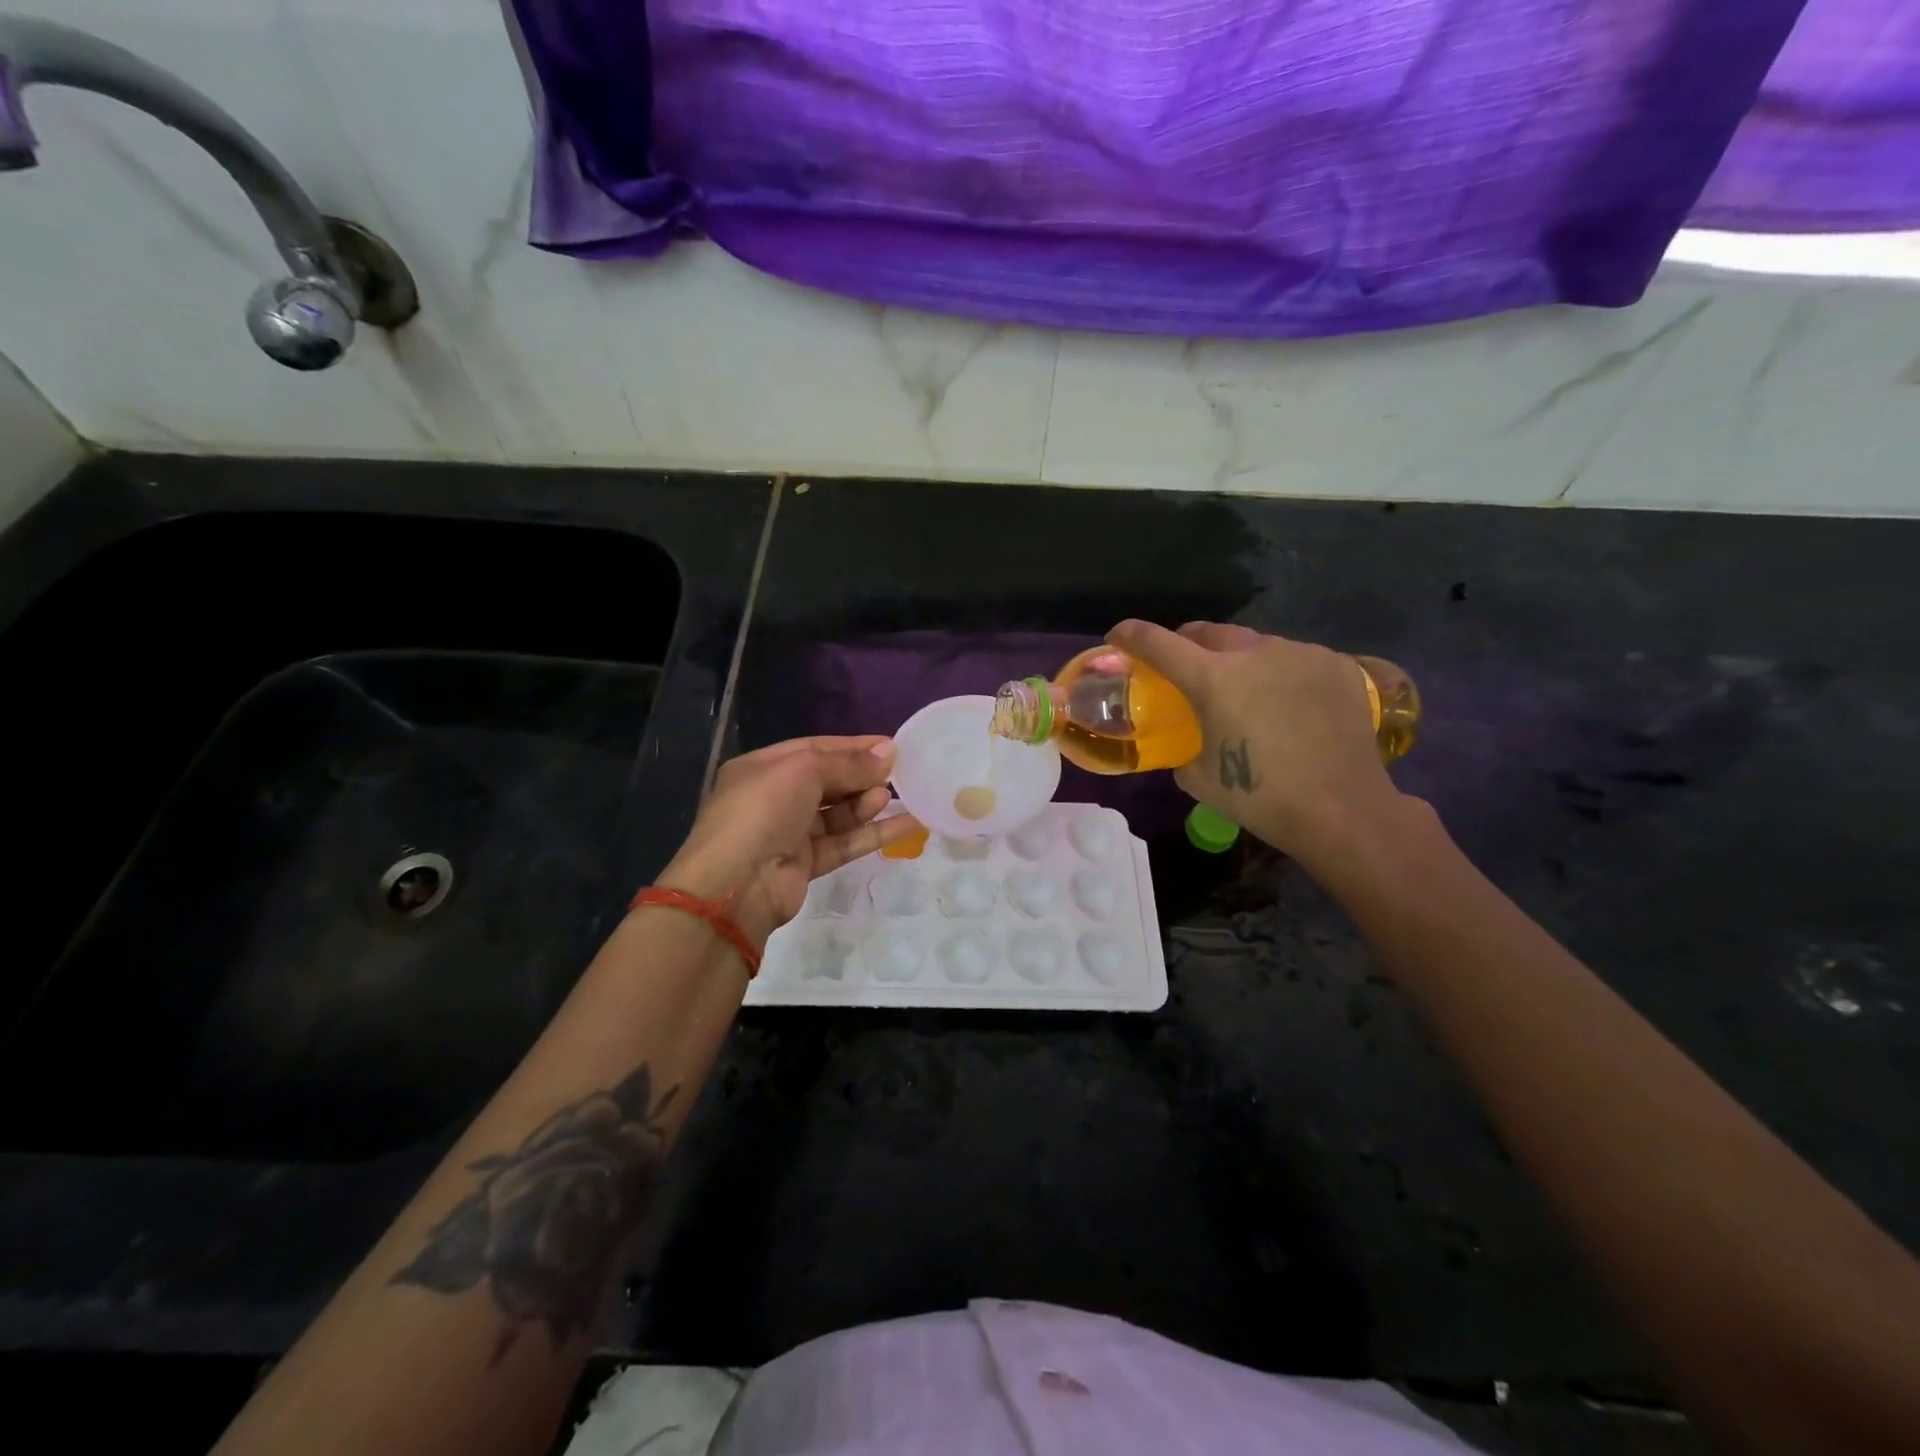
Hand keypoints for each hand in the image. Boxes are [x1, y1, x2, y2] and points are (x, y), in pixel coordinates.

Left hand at [659, 735, 921, 948]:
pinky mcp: (806, 864)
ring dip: (867, 803)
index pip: (814, 749)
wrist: (735, 885)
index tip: (891, 746)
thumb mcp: (803, 772)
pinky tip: (907, 824)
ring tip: (893, 797)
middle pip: (828, 780)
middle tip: (898, 772)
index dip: (852, 747)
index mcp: (762, 768)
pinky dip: (873, 834)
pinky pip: (845, 842)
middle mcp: (774, 798)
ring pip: (838, 814)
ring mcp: (789, 833)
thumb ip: (848, 764)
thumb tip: (889, 751)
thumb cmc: (762, 811)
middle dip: (861, 775)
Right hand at [1106, 619, 1403, 865]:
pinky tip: (1290, 703)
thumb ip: (1183, 746)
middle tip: (1186, 667)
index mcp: (1213, 678)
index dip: (1131, 635)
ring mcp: (1301, 653)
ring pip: (1256, 644)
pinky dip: (1281, 673)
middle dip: (1189, 644)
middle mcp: (1255, 652)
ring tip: (1248, 691)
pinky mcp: (1337, 664)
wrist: (1342, 809)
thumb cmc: (1260, 798)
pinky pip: (1295, 658)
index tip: (1118, 637)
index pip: (1158, 642)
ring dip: (1240, 659)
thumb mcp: (1198, 778)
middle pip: (1208, 632)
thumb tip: (1188, 739)